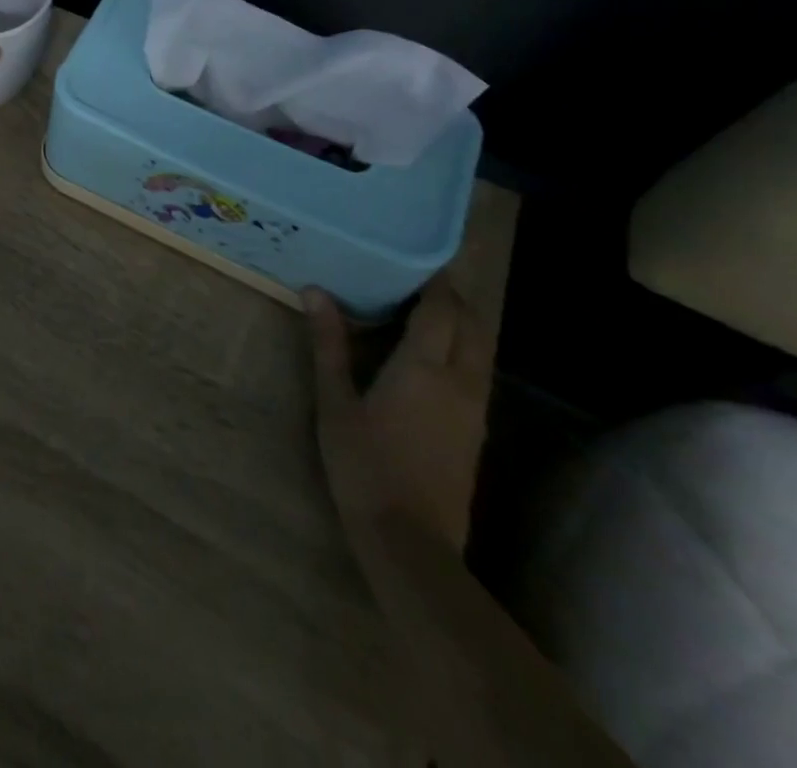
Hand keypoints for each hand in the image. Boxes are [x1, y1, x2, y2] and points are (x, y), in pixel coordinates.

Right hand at [305, 278, 489, 551]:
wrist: (411, 541)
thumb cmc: (364, 464)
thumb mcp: (335, 402)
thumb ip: (329, 344)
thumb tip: (315, 292)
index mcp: (425, 368)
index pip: (441, 310)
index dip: (435, 280)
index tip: (416, 255)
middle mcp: (461, 382)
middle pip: (473, 325)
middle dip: (453, 298)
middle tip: (417, 278)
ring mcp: (475, 409)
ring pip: (481, 350)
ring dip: (461, 323)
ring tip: (423, 309)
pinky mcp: (476, 431)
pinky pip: (477, 373)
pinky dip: (462, 349)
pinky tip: (430, 356)